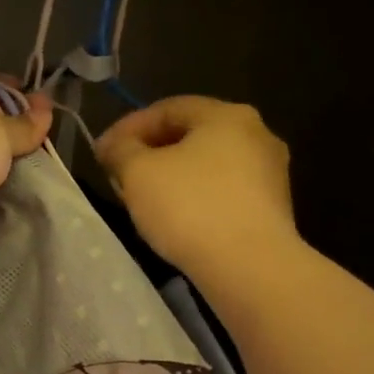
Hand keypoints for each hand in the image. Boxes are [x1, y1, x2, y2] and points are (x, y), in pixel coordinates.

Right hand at [96, 96, 297, 279]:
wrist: (248, 265)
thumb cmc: (189, 207)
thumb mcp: (138, 172)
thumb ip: (121, 150)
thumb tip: (114, 145)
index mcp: (226, 115)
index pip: (167, 108)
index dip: (128, 127)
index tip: (102, 152)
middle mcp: (256, 134)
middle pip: (190, 135)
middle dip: (150, 152)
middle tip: (120, 175)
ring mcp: (269, 172)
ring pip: (207, 165)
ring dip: (171, 176)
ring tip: (142, 200)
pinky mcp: (272, 208)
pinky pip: (223, 191)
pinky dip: (194, 197)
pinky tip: (175, 219)